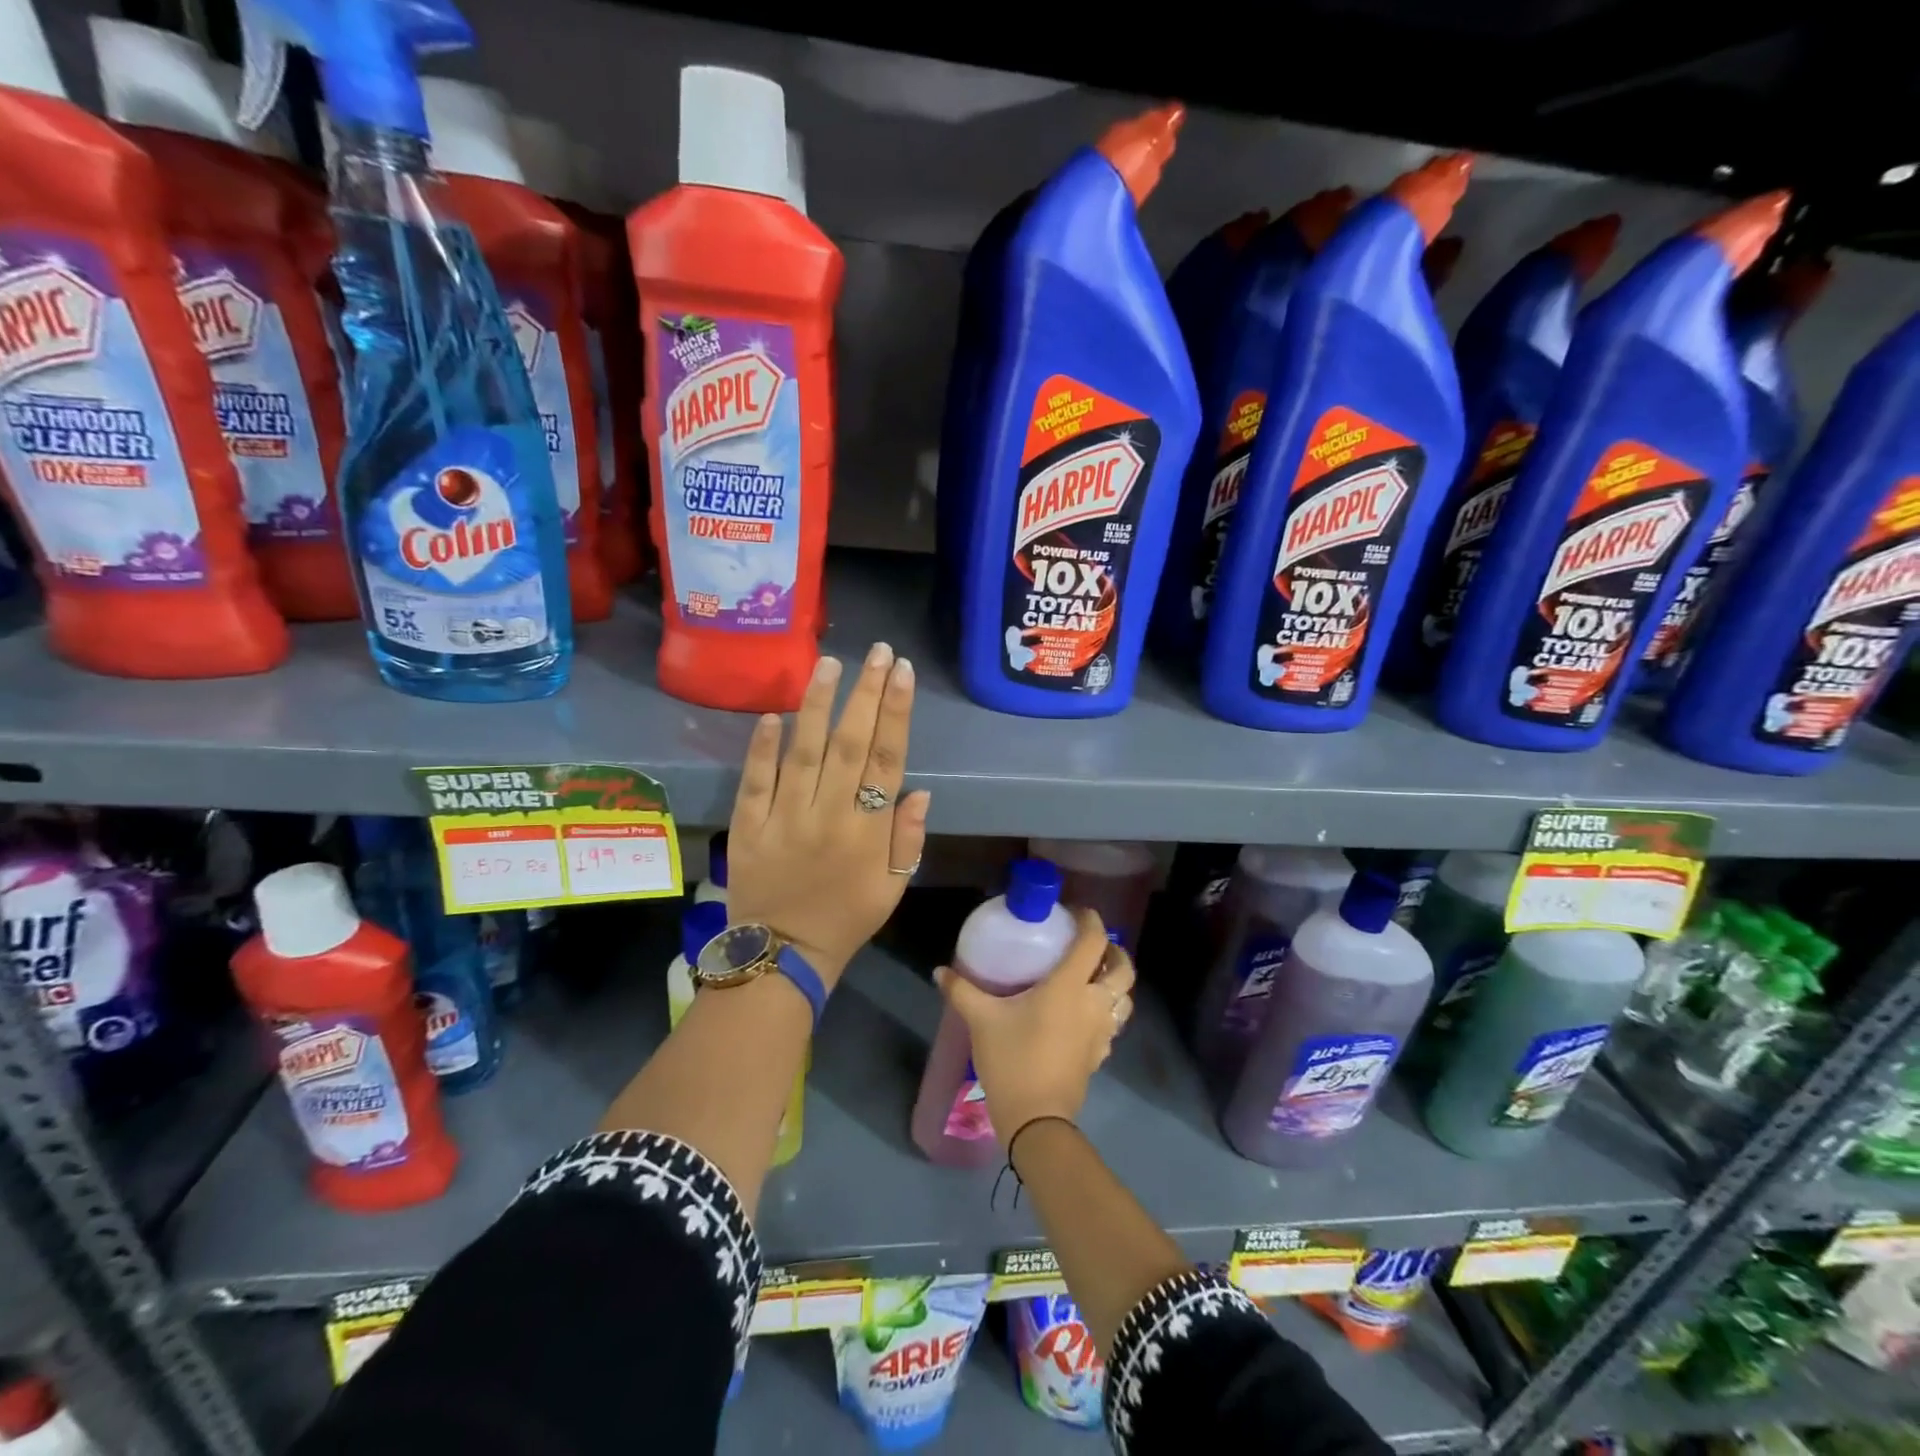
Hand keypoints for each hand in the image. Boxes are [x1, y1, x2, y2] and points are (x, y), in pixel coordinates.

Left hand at [726, 643, 929, 987]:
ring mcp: (784, 818)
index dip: (895, 713)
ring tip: (828, 664)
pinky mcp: (748, 826)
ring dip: (818, 705)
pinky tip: (773, 714)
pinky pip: (755, 781)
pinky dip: (762, 747)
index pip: (887, 759)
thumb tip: (918, 790)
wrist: (782, 956)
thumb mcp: (893, 888)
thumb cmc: (847, 919)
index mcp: (868, 831)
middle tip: (876, 651)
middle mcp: (829, 815)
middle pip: (851, 744)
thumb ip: (907, 839)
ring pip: (805, 752)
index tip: (901, 673)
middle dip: (865, 693)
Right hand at [934, 910, 1134, 1141]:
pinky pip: (1115, 1024)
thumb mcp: (982, 1020)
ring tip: (1093, 977)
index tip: (1075, 913)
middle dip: (1113, 951)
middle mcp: (1094, 1003)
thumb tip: (940, 971)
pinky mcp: (1101, 1055)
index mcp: (1069, 986)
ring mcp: (1102, 1031)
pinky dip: (1108, 1011)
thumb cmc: (1012, 1060)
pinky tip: (1085, 1015)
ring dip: (1116, 983)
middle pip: (1123, 968)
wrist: (1036, 1120)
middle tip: (1090, 946)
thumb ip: (962, 991)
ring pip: (1125, 998)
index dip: (1090, 920)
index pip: (1093, 941)